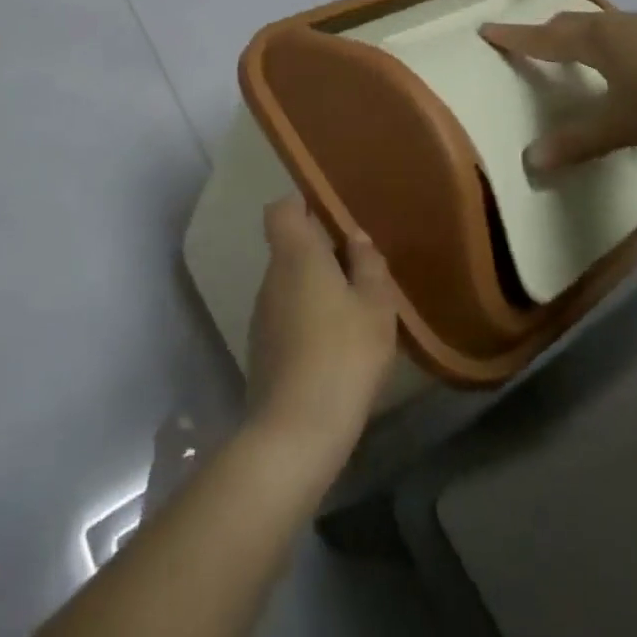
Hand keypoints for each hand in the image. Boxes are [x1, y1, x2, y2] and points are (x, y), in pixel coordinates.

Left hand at [245, 197, 398, 468]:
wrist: (296, 431)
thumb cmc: (343, 354)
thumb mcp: (375, 305)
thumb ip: (368, 264)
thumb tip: (355, 237)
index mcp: (295, 254)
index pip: (282, 209)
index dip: (302, 205)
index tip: (331, 217)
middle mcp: (271, 277)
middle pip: (290, 248)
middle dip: (321, 253)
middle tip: (360, 272)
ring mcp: (262, 315)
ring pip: (289, 285)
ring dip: (316, 291)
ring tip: (354, 314)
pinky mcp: (262, 350)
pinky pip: (287, 317)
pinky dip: (308, 322)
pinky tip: (336, 350)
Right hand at [480, 9, 636, 174]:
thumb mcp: (622, 125)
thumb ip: (578, 141)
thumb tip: (532, 161)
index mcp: (594, 41)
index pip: (543, 38)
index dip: (514, 37)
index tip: (487, 29)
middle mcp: (617, 25)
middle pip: (571, 23)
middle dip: (546, 31)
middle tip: (530, 39)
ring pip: (603, 25)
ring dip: (582, 34)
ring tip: (577, 48)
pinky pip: (629, 32)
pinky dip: (613, 41)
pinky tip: (630, 59)